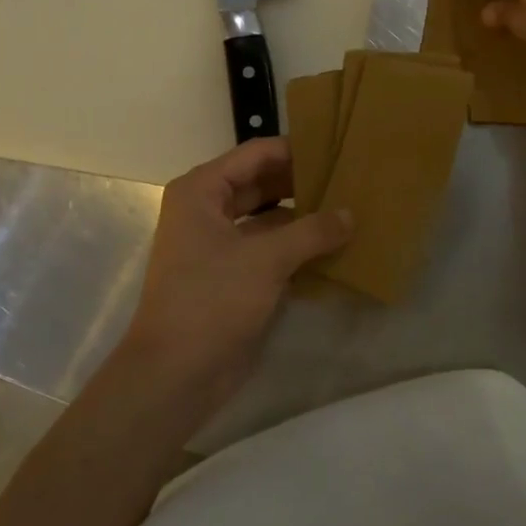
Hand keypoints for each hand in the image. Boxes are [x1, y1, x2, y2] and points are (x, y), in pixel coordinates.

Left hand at [122, 138, 351, 396]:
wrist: (175, 375)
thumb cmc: (212, 301)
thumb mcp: (267, 259)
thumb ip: (312, 231)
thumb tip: (350, 214)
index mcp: (202, 191)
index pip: (257, 154)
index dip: (296, 150)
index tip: (338, 150)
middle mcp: (208, 210)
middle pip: (263, 183)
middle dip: (304, 184)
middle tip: (351, 181)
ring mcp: (219, 244)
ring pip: (269, 218)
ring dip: (304, 217)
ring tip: (350, 210)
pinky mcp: (232, 275)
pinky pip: (270, 248)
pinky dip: (297, 246)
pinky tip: (335, 247)